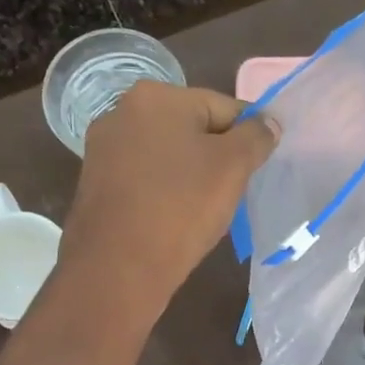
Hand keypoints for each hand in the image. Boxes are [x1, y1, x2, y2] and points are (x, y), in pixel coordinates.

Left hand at [63, 81, 277, 316]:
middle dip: (218, 156)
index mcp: (156, 96)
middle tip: (234, 191)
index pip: (224, 107)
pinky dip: (166, 192)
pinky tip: (176, 218)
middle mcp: (122, 111)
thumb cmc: (181, 207)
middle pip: (193, 128)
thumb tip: (269, 122)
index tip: (258, 169)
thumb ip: (256, 137)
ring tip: (206, 209)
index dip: (248, 137)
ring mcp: (104, 149)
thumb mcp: (233, 167)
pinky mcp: (96, 183)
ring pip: (168, 155)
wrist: (118, 268)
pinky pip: (146, 179)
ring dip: (192, 175)